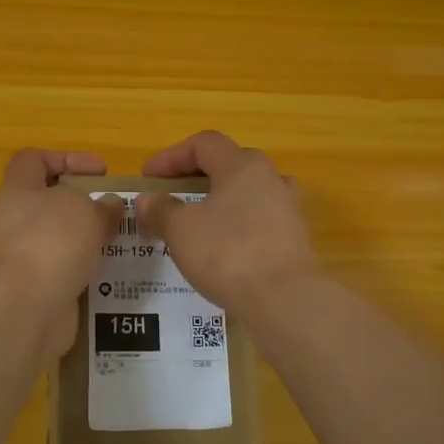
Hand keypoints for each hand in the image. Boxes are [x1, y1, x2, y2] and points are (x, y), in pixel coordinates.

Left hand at [0, 150, 121, 349]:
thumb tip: (110, 206)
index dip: (66, 159)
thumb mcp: (85, 210)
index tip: (100, 171)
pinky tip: (110, 278)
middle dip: (82, 207)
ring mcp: (20, 261)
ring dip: (86, 244)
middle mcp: (12, 223)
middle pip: (47, 205)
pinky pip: (63, 276)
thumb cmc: (50, 241)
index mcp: (18, 191)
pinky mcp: (32, 293)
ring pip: (57, 243)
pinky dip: (84, 276)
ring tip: (120, 246)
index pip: (33, 161)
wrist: (21, 309)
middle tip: (115, 214)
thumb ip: (101, 206)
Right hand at [135, 131, 318, 312]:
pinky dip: (238, 226)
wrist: (285, 299)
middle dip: (197, 177)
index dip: (171, 156)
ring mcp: (288, 208)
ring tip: (200, 223)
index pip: (203, 144)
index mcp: (242, 165)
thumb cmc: (228, 252)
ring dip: (221, 201)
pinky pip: (260, 221)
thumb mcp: (181, 230)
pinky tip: (223, 250)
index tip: (148, 178)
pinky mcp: (295, 238)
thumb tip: (147, 200)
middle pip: (229, 164)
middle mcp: (270, 178)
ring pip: (248, 193)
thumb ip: (160, 210)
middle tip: (174, 197)